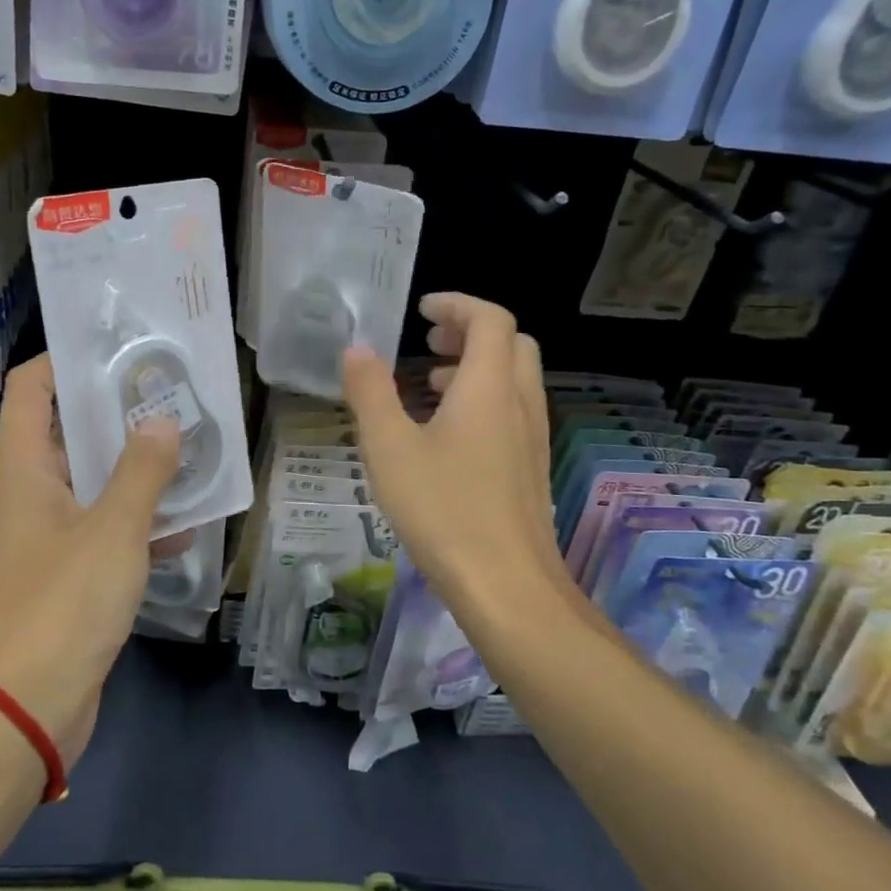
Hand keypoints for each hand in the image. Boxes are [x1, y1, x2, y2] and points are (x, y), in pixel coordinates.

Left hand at [0, 355, 183, 765]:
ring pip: (93, 486)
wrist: (20, 713)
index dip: (64, 360)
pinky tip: (186, 523)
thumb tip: (161, 420)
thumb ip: (141, 472)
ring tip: (190, 447)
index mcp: (24, 471)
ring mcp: (47, 540)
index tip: (116, 348)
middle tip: (170, 393)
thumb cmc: (60, 606)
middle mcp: (30, 497)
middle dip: (117, 413)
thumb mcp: (112, 531)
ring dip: (135, 470)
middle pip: (68, 434)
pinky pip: (105, 534)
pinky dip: (139, 524)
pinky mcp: (67, 580)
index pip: (30, 389)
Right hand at [340, 293, 565, 620]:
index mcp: (489, 387)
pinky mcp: (531, 468)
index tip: (421, 310)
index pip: (490, 319)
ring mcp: (532, 437)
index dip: (457, 304)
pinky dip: (483, 400)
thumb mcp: (389, 447)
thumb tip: (357, 349)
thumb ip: (370, 391)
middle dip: (470, 331)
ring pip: (513, 379)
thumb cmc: (443, 509)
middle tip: (429, 341)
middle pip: (511, 343)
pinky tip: (446, 435)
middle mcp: (520, 403)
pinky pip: (512, 411)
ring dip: (476, 367)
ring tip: (430, 385)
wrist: (507, 586)